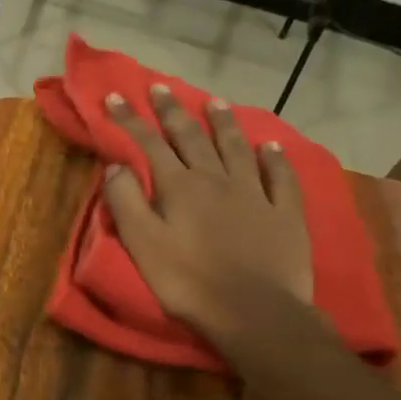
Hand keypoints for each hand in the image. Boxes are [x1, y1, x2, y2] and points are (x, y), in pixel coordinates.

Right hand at [101, 85, 314, 352]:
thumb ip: (126, 203)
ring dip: (223, 123)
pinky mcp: (285, 213)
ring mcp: (255, 193)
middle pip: (192, 137)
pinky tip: (271, 146)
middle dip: (173, 111)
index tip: (115, 96)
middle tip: (161, 88)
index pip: (150, 144)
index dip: (130, 120)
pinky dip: (274, 158)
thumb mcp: (142, 245)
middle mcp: (217, 179)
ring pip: (237, 148)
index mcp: (179, 187)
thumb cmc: (188, 282)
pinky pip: (280, 176)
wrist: (253, 311)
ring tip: (214, 102)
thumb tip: (116, 166)